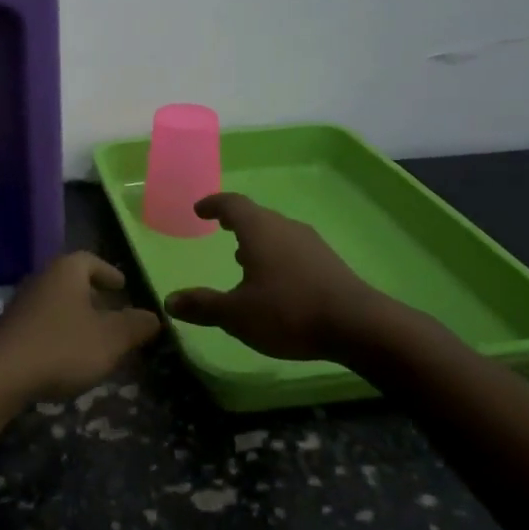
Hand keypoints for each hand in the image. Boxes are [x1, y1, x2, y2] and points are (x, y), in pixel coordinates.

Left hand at [0, 253, 161, 403]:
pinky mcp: (10, 329)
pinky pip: (42, 322)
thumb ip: (134, 326)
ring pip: (56, 302)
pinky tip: (67, 355)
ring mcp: (22, 303)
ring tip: (94, 336)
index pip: (90, 260)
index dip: (108, 272)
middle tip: (112, 311)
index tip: (122, 285)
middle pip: (72, 280)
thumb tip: (153, 316)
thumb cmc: (62, 347)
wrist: (0, 374)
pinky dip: (59, 332)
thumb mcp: (110, 339)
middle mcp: (42, 279)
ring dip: (75, 315)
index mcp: (67, 271)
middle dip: (93, 295)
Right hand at [166, 192, 409, 362]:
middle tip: (220, 228)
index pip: (232, 204)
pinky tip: (275, 280)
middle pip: (256, 216)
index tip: (200, 210)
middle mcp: (285, 228)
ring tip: (243, 257)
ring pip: (277, 232)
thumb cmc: (288, 311)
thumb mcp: (236, 314)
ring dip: (257, 240)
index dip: (213, 204)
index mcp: (259, 230)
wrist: (358, 326)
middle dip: (236, 221)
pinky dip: (276, 255)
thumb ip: (203, 305)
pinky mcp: (329, 263)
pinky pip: (293, 249)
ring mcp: (311, 244)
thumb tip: (170, 301)